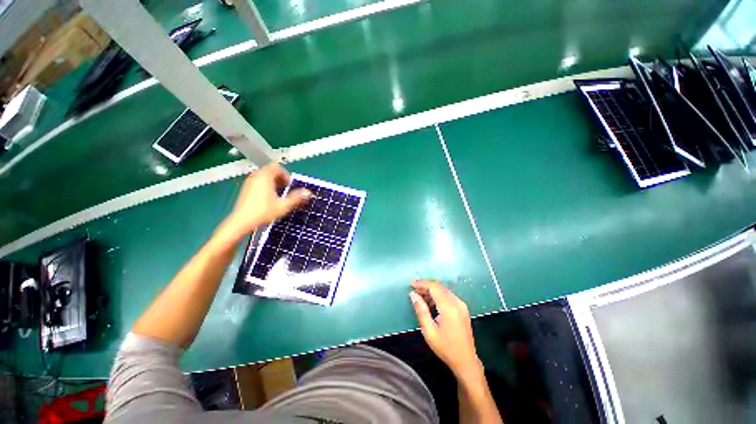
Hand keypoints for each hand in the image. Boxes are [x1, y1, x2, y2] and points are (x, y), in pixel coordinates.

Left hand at [224, 163, 311, 237]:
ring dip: (273, 182)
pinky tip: (269, 198)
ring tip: (278, 194)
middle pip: (270, 170)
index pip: (277, 166)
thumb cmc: (263, 212)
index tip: (289, 185)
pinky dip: (266, 185)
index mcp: (265, 177)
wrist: (242, 222)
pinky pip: (258, 181)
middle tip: (285, 189)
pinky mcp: (246, 189)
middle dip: (280, 178)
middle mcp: (256, 176)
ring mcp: (249, 182)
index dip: (285, 174)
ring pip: (264, 176)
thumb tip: (309, 192)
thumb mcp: (284, 206)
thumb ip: (297, 198)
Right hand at [410, 279, 481, 377]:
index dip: (422, 283)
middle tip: (414, 291)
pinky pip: (448, 296)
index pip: (434, 287)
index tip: (411, 284)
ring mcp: (461, 305)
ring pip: (444, 290)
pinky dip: (438, 296)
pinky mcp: (463, 308)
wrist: (466, 361)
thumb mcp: (429, 331)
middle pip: (439, 287)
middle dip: (426, 286)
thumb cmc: (445, 348)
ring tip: (419, 296)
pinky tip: (430, 302)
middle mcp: (457, 302)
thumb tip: (413, 295)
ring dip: (431, 291)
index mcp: (449, 308)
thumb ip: (421, 310)